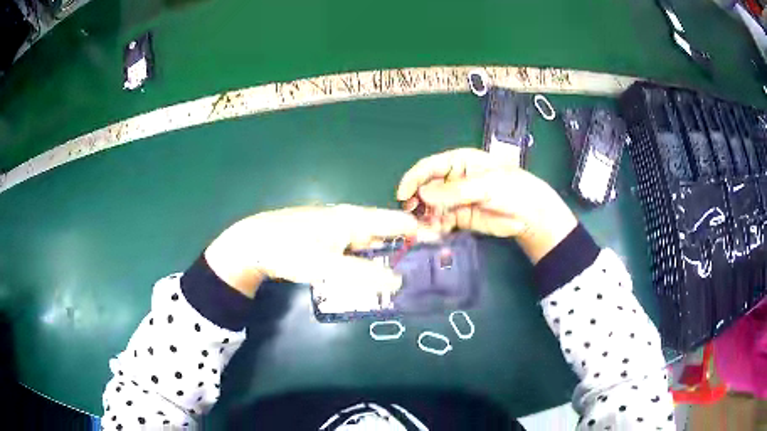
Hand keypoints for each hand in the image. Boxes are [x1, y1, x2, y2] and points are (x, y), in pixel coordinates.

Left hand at [204, 205, 419, 299]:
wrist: (255, 242)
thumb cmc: (290, 250)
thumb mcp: (327, 266)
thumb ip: (364, 275)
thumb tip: (399, 281)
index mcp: (355, 219)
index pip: (399, 223)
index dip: (422, 234)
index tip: (442, 249)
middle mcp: (351, 220)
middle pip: (388, 233)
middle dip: (409, 249)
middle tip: (428, 270)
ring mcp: (338, 229)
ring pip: (372, 243)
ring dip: (389, 257)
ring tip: (407, 276)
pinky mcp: (328, 239)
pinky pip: (358, 249)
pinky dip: (371, 260)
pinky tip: (373, 275)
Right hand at [397, 148, 577, 262]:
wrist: (530, 215)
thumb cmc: (511, 189)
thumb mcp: (485, 185)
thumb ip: (455, 190)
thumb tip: (423, 194)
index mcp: (459, 162)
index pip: (429, 166)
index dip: (414, 178)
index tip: (403, 195)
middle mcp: (453, 179)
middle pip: (426, 187)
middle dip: (416, 200)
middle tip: (410, 215)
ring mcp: (455, 199)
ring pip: (431, 206)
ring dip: (424, 216)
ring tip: (422, 228)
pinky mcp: (459, 217)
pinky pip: (440, 220)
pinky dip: (434, 227)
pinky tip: (433, 233)